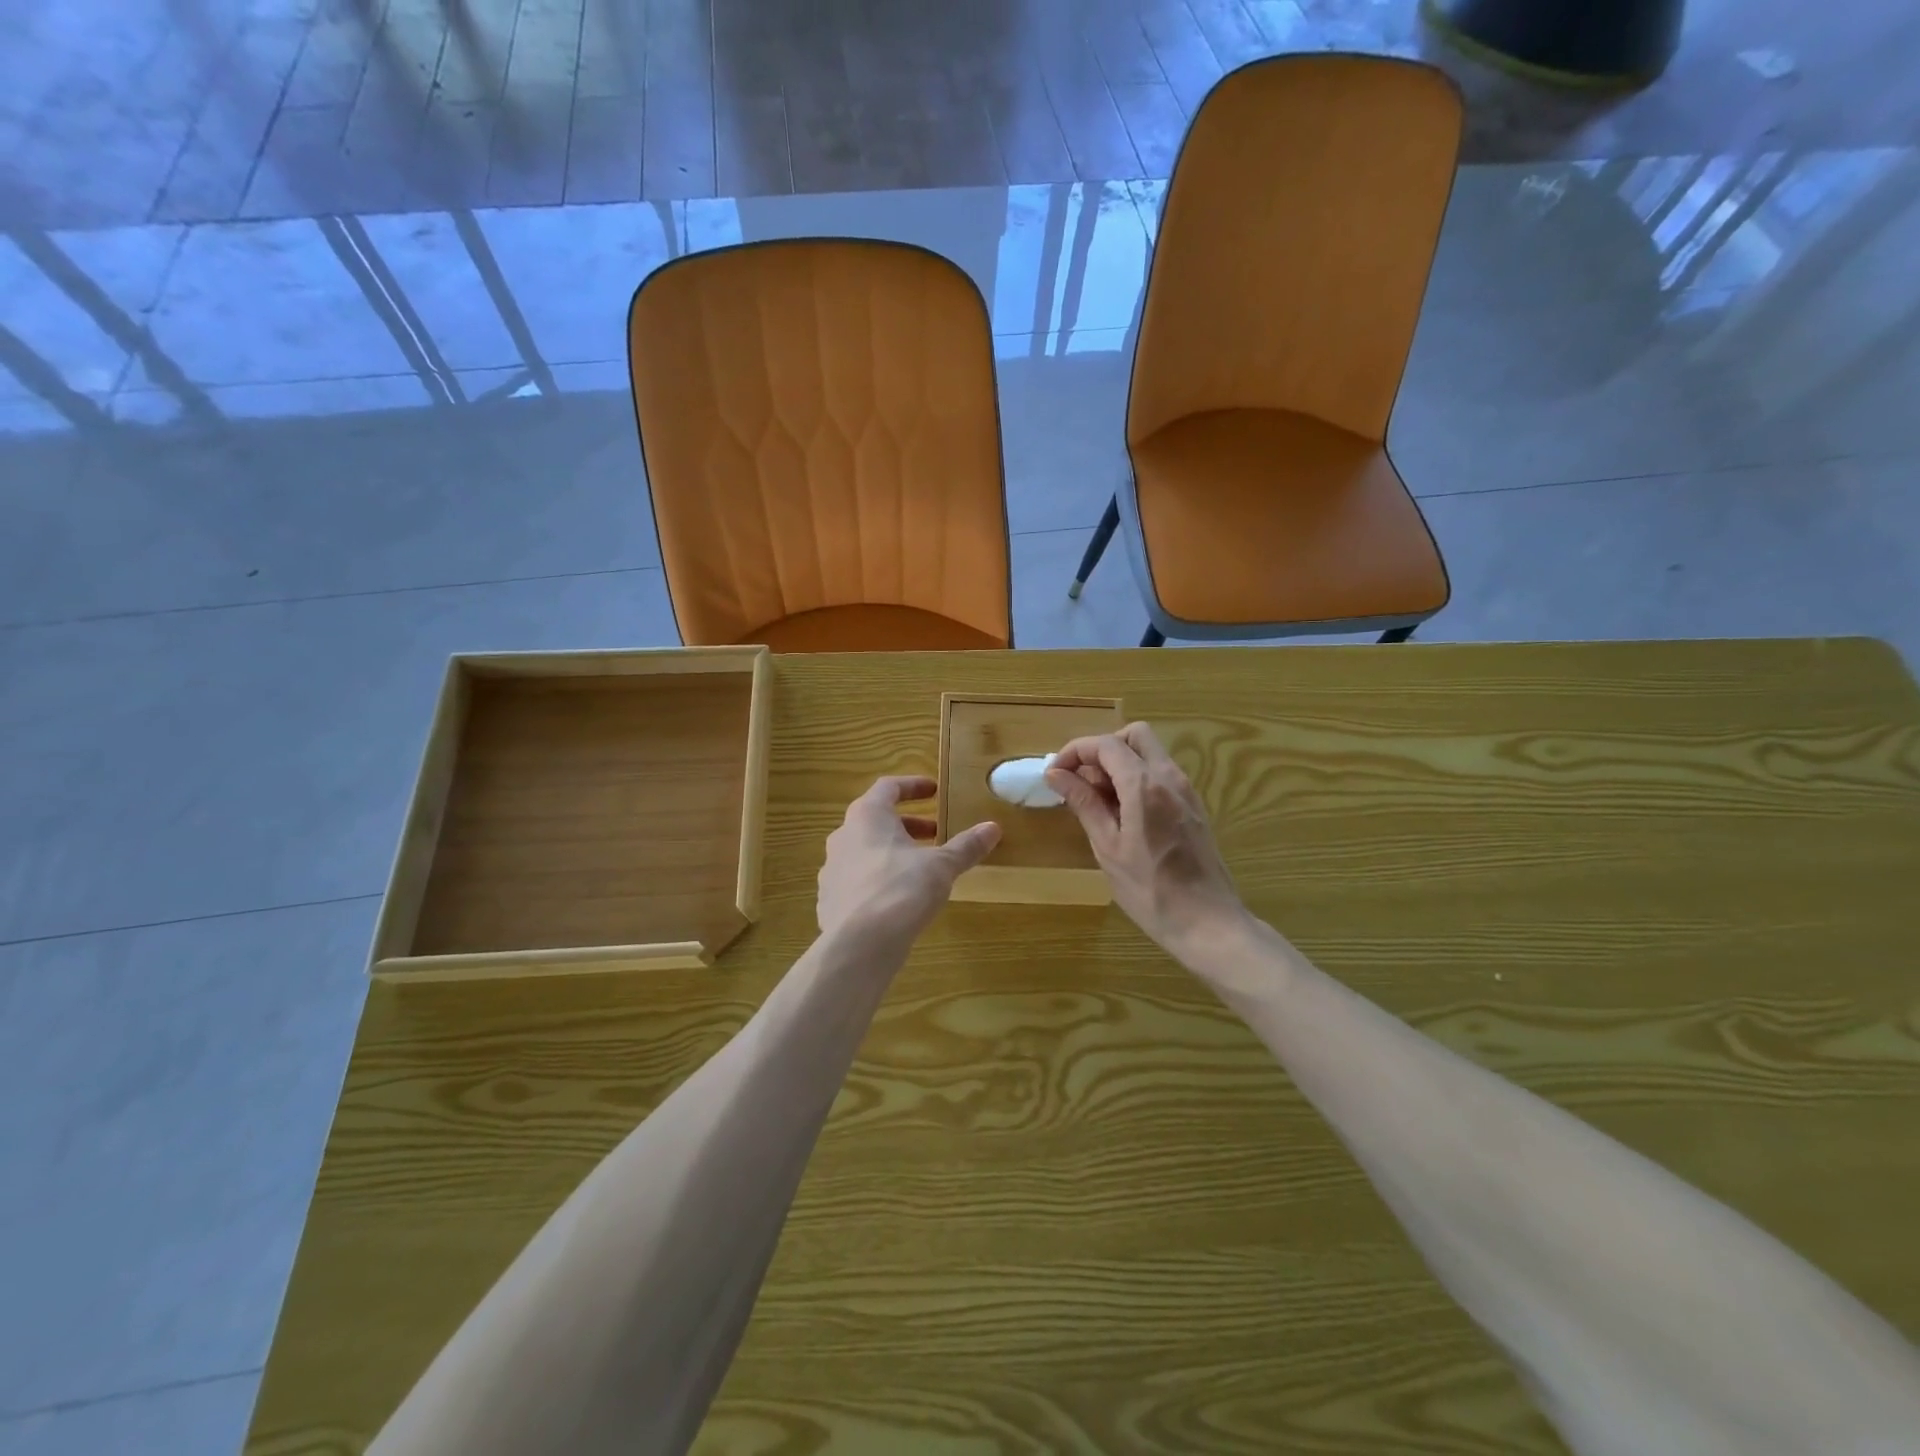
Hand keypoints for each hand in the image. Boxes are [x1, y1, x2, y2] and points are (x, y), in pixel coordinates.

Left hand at [817, 777, 1001, 946]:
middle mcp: (843, 836)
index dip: (913, 786)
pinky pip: (857, 880)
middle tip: (935, 833)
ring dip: (893, 852)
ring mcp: (832, 869)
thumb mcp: (941, 866)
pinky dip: (879, 879)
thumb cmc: (901, 890)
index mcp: (867, 816)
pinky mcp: (830, 900)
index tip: (934, 790)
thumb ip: (965, 846)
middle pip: (876, 819)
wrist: (857, 945)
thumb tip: (993, 827)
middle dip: (908, 825)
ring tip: (921, 867)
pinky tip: (899, 898)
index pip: (888, 787)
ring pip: (865, 850)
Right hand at [1046, 723, 1248, 962]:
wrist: (1208, 923)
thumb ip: (1084, 804)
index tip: (1055, 773)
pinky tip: (1121, 813)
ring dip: (1119, 763)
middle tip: (1080, 780)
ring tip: (1096, 800)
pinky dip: (1136, 778)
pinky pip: (1161, 774)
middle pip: (1134, 735)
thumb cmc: (1150, 891)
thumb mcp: (1108, 848)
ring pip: (1149, 753)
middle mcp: (1169, 777)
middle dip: (1102, 748)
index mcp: (1145, 786)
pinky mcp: (1193, 806)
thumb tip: (1056, 774)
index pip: (1106, 745)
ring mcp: (1186, 790)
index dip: (1075, 751)